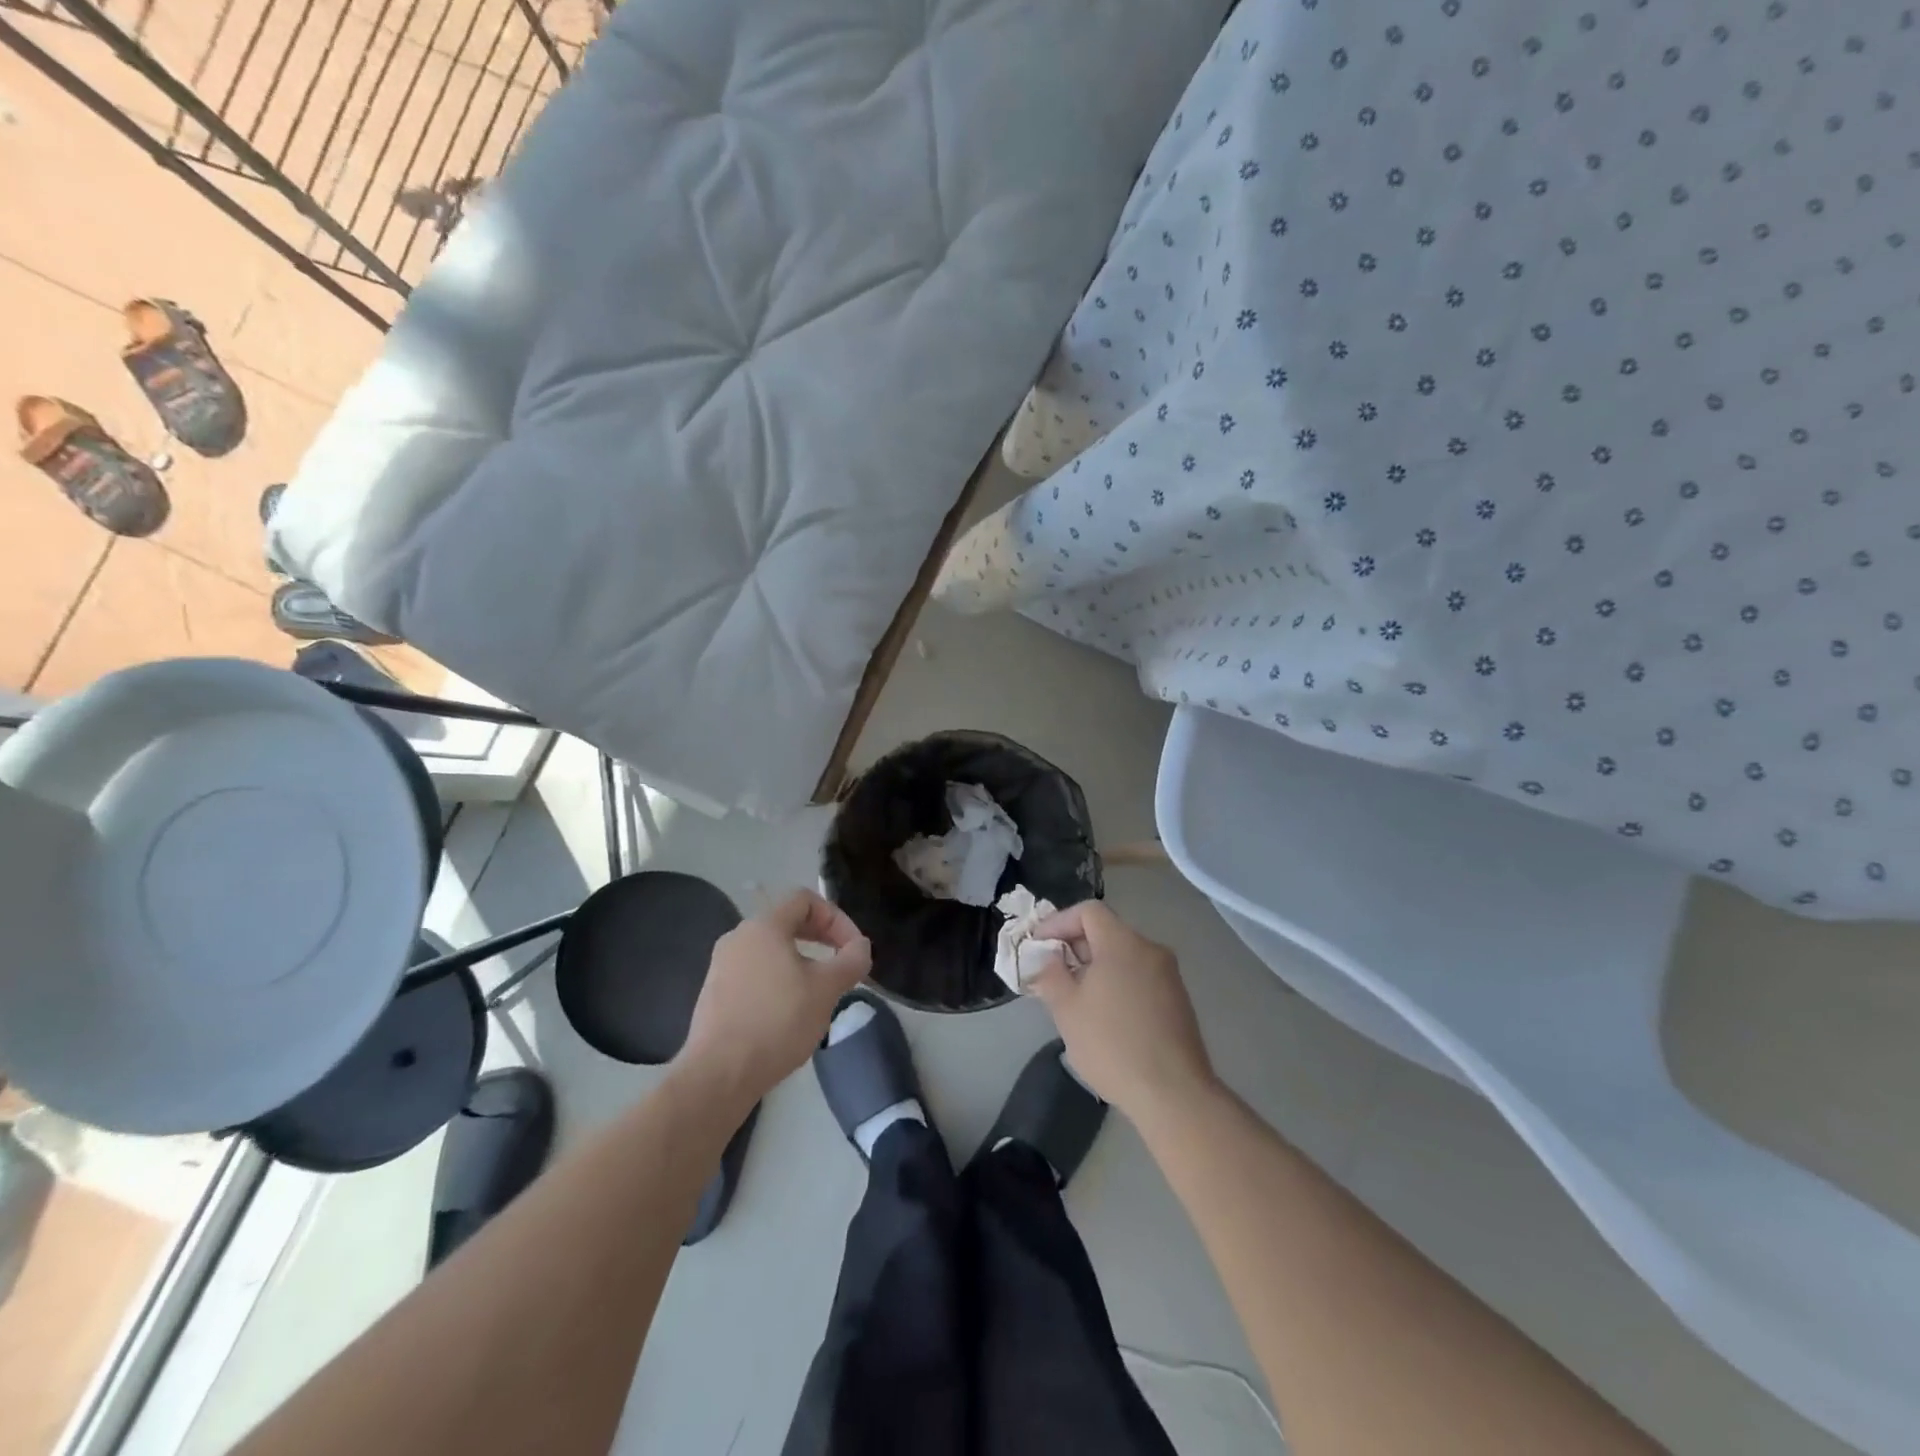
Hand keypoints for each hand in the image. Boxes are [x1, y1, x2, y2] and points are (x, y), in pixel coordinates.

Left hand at [678, 890, 870, 1106]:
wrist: (719, 1074)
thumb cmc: (778, 1021)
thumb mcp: (826, 989)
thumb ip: (851, 961)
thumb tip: (860, 946)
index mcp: (764, 926)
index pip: (805, 899)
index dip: (836, 918)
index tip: (853, 948)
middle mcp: (738, 937)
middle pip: (787, 922)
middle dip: (821, 938)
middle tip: (842, 964)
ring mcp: (721, 966)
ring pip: (771, 950)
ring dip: (801, 962)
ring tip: (819, 992)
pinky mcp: (714, 994)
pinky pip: (754, 973)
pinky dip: (779, 980)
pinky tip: (789, 1012)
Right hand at [1027, 900, 1213, 1121]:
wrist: (1174, 1093)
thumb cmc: (1112, 1045)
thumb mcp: (1066, 1009)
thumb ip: (1050, 975)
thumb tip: (1046, 958)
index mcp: (1122, 943)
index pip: (1088, 911)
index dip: (1058, 922)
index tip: (1038, 946)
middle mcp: (1150, 949)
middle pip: (1107, 932)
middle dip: (1075, 947)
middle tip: (1051, 973)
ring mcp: (1169, 975)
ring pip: (1124, 956)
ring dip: (1095, 968)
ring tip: (1074, 997)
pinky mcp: (1178, 1001)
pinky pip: (1139, 977)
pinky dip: (1117, 983)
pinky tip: (1104, 1015)